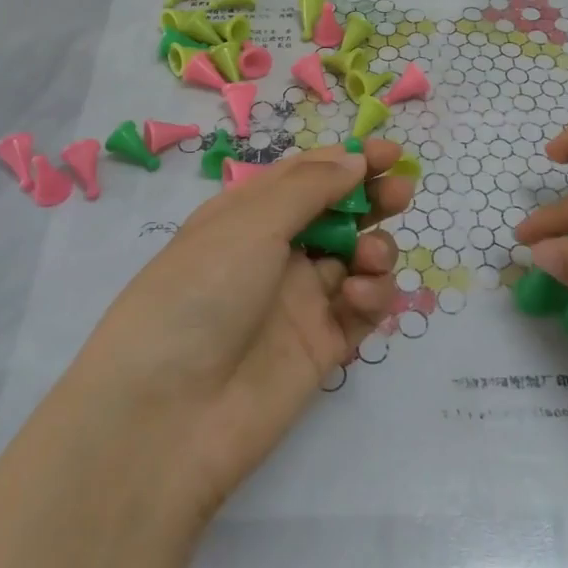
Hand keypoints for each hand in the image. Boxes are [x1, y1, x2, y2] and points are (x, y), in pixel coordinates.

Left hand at [0, 139, 413, 567]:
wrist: (167, 415)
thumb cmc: (200, 293)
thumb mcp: (249, 224)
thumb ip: (309, 187)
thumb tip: (354, 161)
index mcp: (247, 216)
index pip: (306, 177)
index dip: (346, 161)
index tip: (389, 152)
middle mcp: (274, 254)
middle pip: (336, 215)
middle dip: (371, 199)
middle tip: (400, 191)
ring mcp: (299, 302)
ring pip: (355, 260)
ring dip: (374, 248)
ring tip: (371, 257)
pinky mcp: (321, 348)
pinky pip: (359, 310)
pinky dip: (371, 296)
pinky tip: (360, 296)